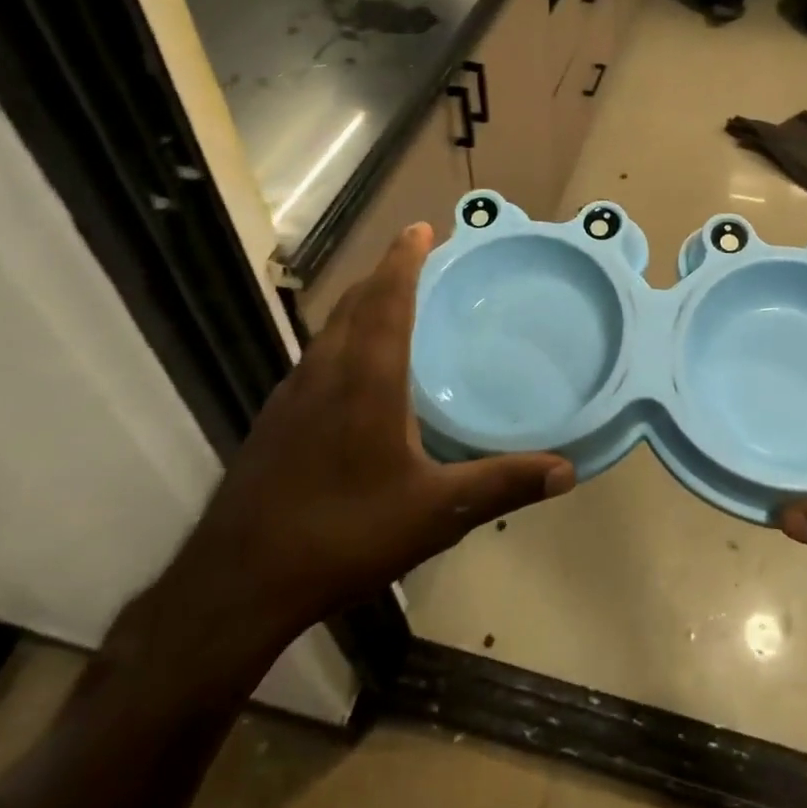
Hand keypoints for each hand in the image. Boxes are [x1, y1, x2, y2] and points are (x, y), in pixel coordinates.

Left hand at [157, 224, 574, 673]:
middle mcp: (326, 371)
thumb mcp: (435, 513)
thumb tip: (567, 472)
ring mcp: (292, 393)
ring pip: (331, 328)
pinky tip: (354, 372)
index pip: (387, 297)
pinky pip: (316, 356)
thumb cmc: (344, 533)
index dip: (404, 258)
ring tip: (390, 302)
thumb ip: (501, 485)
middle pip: (355, 302)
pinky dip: (342, 337)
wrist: (239, 581)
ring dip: (361, 303)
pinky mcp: (275, 419)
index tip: (421, 227)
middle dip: (384, 272)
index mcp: (366, 376)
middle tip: (416, 258)